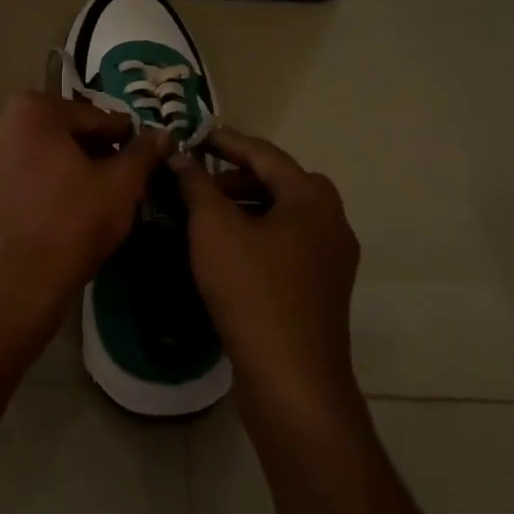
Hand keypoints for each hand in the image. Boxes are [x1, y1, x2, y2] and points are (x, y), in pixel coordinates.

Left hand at [0, 92, 171, 372]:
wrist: (9, 292)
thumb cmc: (70, 229)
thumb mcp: (120, 187)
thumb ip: (143, 153)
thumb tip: (163, 134)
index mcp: (31, 109)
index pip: (91, 115)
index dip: (120, 136)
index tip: (138, 154)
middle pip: (57, 130)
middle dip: (87, 149)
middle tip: (115, 176)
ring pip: (30, 153)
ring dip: (57, 166)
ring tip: (84, 195)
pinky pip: (8, 176)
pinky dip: (31, 184)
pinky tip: (50, 211)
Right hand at [171, 129, 361, 420]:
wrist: (291, 378)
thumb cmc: (253, 290)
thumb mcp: (215, 229)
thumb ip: (197, 184)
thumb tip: (181, 155)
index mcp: (312, 199)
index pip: (265, 154)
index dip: (226, 141)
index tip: (194, 135)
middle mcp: (331, 222)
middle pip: (280, 183)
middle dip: (237, 176)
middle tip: (199, 180)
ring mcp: (331, 259)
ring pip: (284, 216)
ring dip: (246, 206)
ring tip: (206, 215)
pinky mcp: (321, 289)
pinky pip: (287, 245)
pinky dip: (257, 235)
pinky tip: (227, 250)